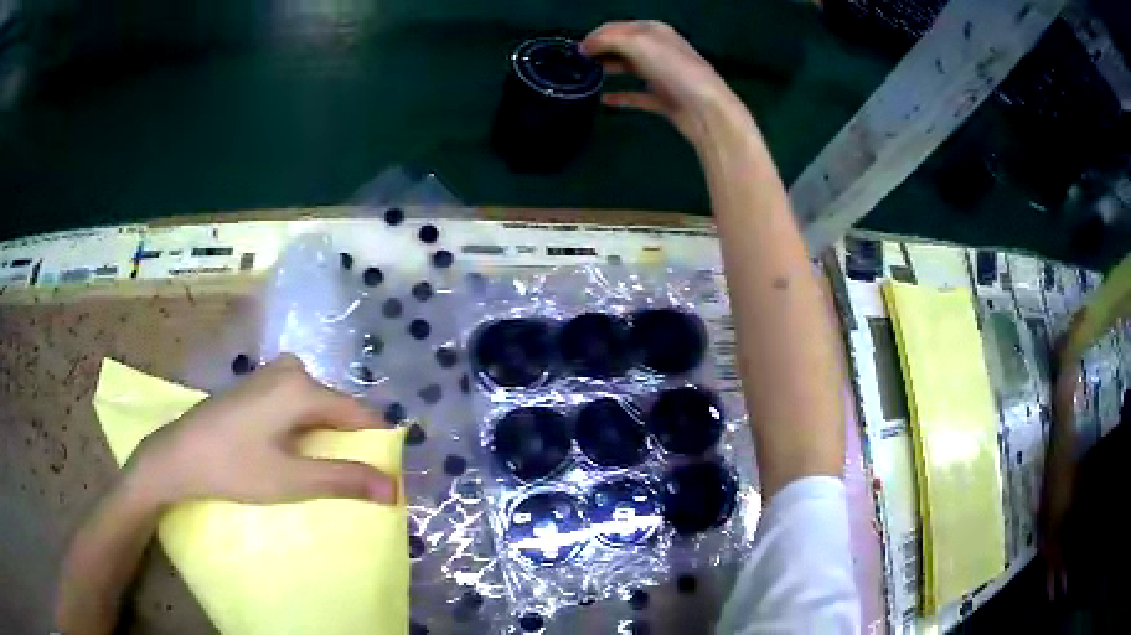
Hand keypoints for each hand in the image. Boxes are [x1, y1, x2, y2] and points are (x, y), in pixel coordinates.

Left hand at [126, 354, 396, 506]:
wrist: (178, 455)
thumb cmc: (234, 467)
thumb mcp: (292, 479)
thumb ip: (344, 479)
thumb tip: (393, 488)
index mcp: (303, 387)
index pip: (360, 414)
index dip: (376, 446)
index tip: (383, 477)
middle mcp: (292, 370)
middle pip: (338, 409)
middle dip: (349, 444)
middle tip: (348, 482)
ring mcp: (272, 374)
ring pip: (318, 407)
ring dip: (326, 438)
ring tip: (321, 472)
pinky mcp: (258, 385)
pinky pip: (298, 403)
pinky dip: (305, 429)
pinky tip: (292, 453)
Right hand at [581, 21, 748, 144]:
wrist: (706, 110)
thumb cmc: (673, 70)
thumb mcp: (637, 43)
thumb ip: (608, 39)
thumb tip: (585, 45)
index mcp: (654, 31)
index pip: (617, 28)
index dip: (595, 36)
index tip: (574, 50)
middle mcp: (659, 50)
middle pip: (622, 47)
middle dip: (599, 52)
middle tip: (576, 64)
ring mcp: (662, 75)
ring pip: (629, 68)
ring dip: (608, 70)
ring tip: (585, 78)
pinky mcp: (664, 100)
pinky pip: (637, 96)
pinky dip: (621, 97)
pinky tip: (604, 101)